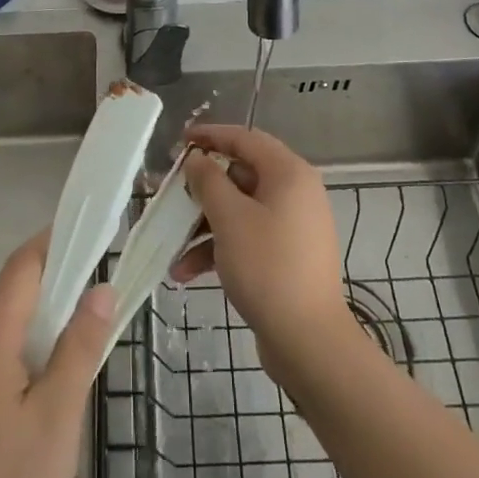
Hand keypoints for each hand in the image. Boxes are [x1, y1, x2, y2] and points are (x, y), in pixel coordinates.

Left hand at [0, 231, 113, 477]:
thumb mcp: (59, 418)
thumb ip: (80, 347)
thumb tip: (102, 288)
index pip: (19, 270)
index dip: (51, 243)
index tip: (86, 231)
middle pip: (2, 290)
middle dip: (44, 274)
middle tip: (89, 278)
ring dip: (28, 307)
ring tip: (70, 318)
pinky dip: (12, 336)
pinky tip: (36, 365)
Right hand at [174, 125, 355, 380]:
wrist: (308, 341)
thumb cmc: (267, 267)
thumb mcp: (230, 218)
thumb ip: (208, 181)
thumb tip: (197, 158)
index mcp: (289, 173)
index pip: (245, 139)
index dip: (210, 136)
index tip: (179, 142)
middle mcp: (295, 193)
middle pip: (240, 176)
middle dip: (201, 191)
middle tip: (170, 197)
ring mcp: (292, 226)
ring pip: (240, 211)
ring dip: (204, 226)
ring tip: (172, 248)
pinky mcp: (286, 255)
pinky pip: (248, 237)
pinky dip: (219, 249)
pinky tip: (187, 273)